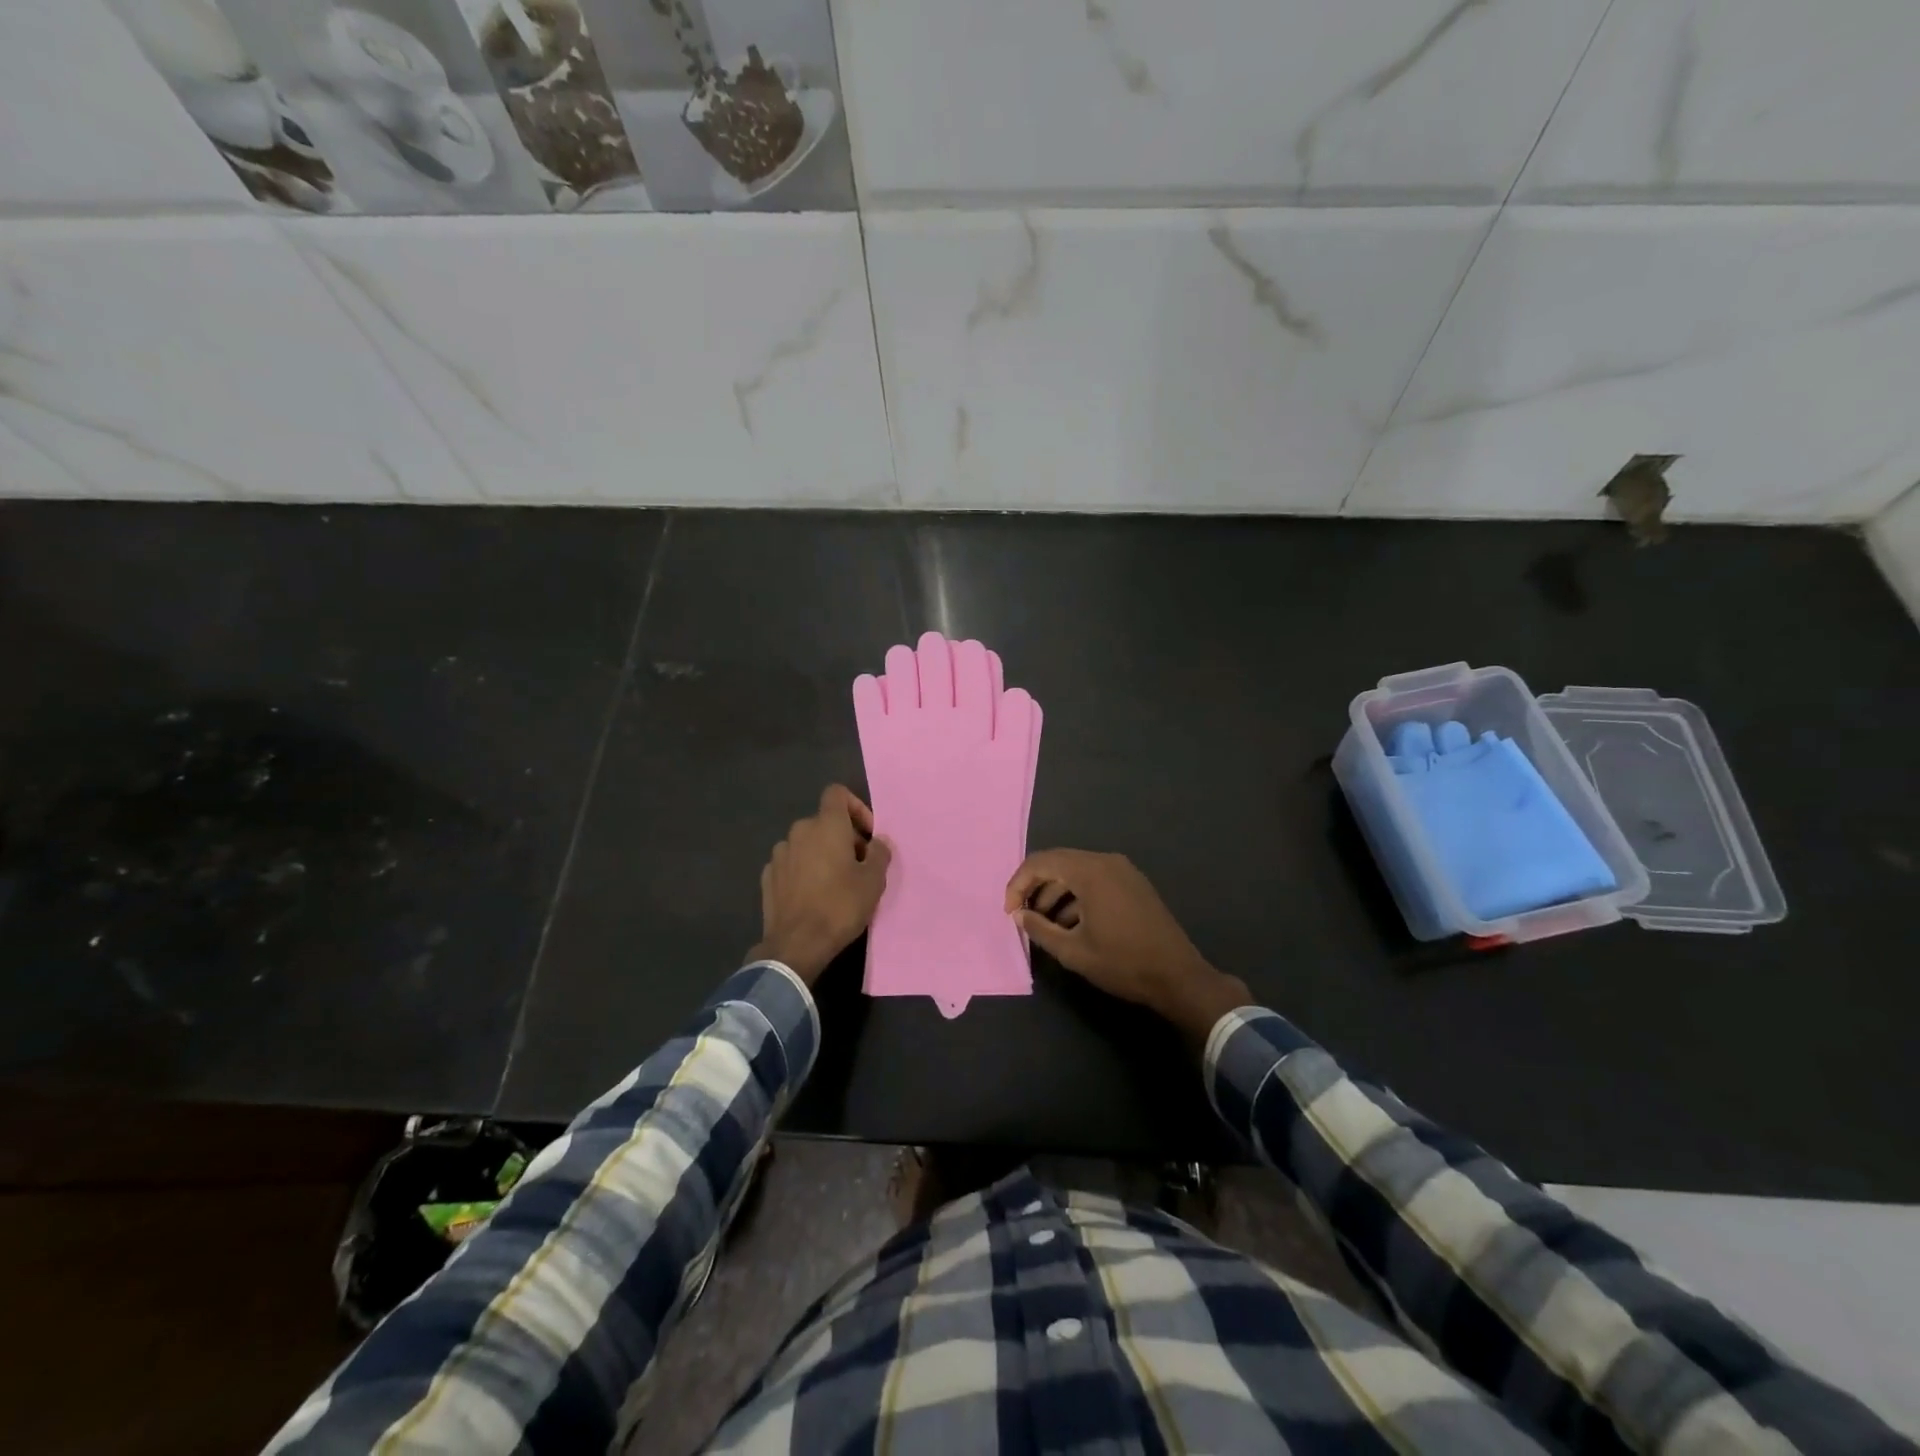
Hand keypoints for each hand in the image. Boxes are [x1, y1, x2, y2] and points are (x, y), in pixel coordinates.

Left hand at [749, 786, 892, 984]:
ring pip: (807, 843)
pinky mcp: (768, 877)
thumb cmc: (840, 906)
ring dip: (822, 854)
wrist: (796, 945)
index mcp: (826, 825)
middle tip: (858, 865)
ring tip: (835, 882)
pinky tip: (812, 895)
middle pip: (825, 821)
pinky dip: (803, 871)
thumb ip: (880, 853)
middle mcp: (799, 831)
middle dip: (843, 837)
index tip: (868, 834)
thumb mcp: (873, 881)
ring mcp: (779, 854)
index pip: (837, 793)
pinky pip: (792, 863)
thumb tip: (879, 841)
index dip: (856, 807)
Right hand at [1005, 849, 1248, 1040]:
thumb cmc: (1123, 963)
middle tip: (1023, 916)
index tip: (1010, 912)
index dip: (1018, 884)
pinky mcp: (1133, 883)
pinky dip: (1076, 895)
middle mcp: (1106, 861)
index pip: (1040, 862)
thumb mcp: (1073, 951)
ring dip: (1056, 893)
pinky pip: (1095, 879)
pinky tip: (1071, 924)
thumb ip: (1040, 929)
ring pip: (1076, 871)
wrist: (1179, 977)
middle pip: (1058, 863)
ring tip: (1045, 924)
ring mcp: (1123, 871)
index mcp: (1090, 871)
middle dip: (1035, 887)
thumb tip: (1019, 915)